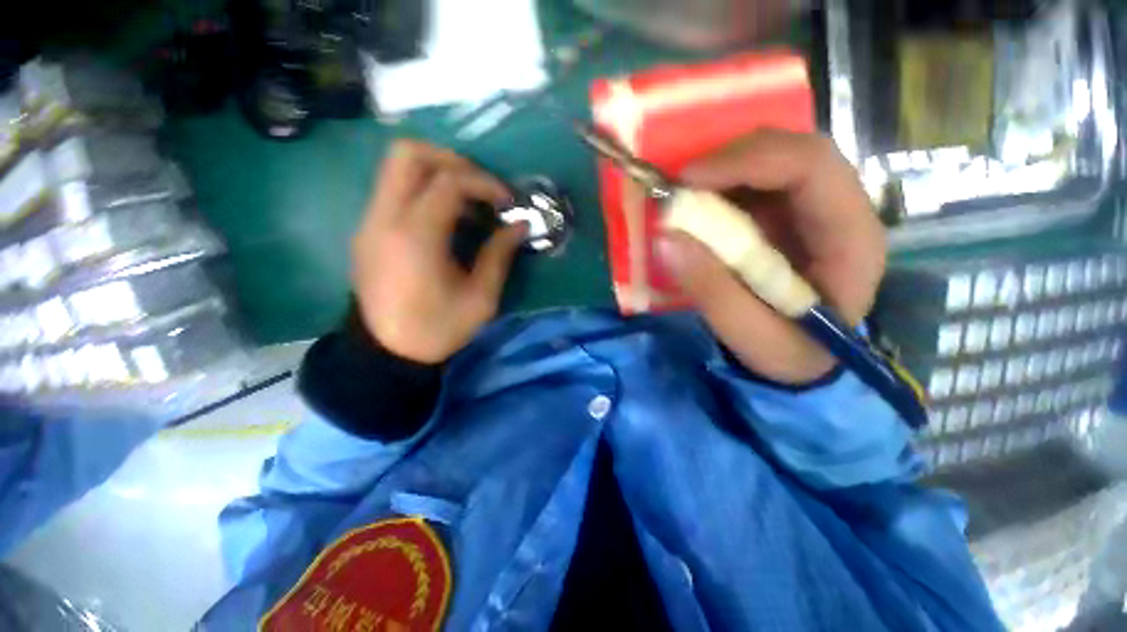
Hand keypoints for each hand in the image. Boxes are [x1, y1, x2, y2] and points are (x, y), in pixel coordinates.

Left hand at [352, 140, 525, 363]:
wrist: (387, 353)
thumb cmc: (437, 329)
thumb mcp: (480, 299)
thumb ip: (500, 255)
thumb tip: (520, 226)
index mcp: (415, 237)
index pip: (449, 181)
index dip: (484, 183)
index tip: (508, 202)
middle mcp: (384, 218)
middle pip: (408, 154)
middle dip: (452, 160)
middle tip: (481, 186)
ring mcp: (370, 222)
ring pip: (397, 168)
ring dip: (438, 173)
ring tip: (468, 203)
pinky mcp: (367, 230)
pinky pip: (394, 191)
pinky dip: (424, 191)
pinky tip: (446, 220)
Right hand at [658, 130, 885, 383]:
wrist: (806, 361)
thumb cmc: (790, 353)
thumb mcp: (750, 336)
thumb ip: (712, 292)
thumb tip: (667, 239)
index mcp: (850, 237)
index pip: (812, 166)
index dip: (748, 160)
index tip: (689, 180)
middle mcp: (840, 209)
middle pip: (792, 150)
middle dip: (729, 160)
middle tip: (679, 187)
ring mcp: (814, 208)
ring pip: (772, 159)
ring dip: (722, 171)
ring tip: (684, 199)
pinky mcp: (789, 215)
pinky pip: (754, 182)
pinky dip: (721, 187)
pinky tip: (699, 208)